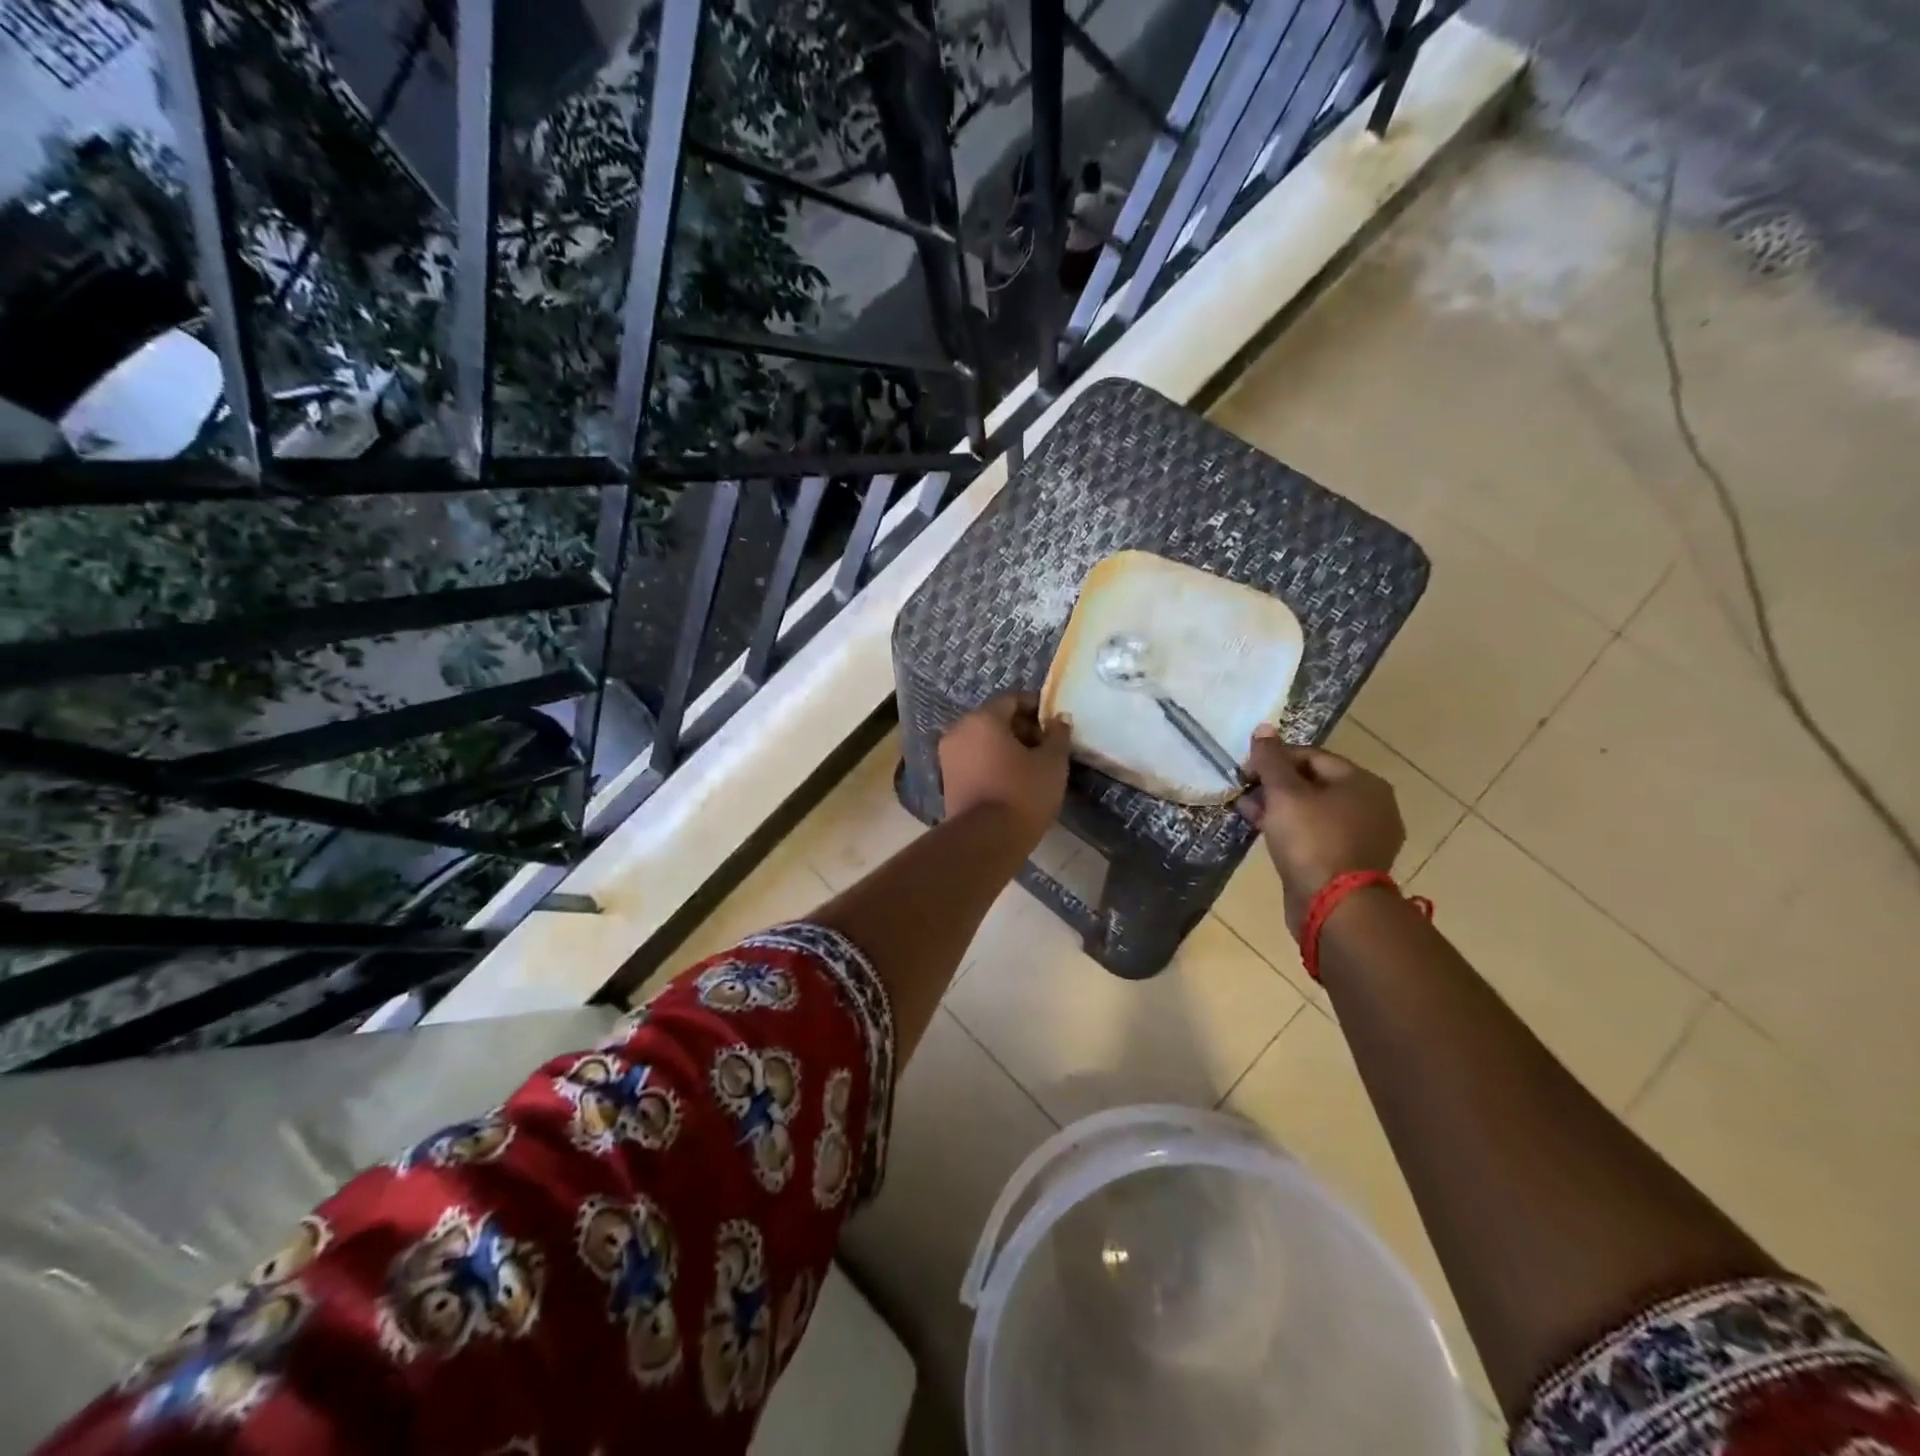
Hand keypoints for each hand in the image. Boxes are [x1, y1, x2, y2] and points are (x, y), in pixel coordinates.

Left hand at [939, 692, 1071, 846]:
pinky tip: (1011, 782)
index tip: (1054, 726)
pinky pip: (973, 760)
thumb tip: (1059, 720)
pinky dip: (991, 763)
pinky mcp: (947, 780)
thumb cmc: (1023, 793)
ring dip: (1006, 747)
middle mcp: (959, 730)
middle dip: (1021, 729)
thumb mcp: (1052, 763)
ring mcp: (948, 756)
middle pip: (994, 719)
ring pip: (982, 741)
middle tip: (1045, 749)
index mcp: (982, 718)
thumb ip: (1058, 735)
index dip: (1036, 708)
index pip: (1012, 699)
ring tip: (1031, 768)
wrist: (985, 840)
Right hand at [1243, 725, 1403, 931]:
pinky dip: (1294, 831)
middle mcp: (1372, 805)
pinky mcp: (1352, 862)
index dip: (1274, 760)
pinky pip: (1318, 835)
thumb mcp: (1284, 793)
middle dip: (1275, 786)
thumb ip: (1271, 760)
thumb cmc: (1311, 840)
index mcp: (1363, 782)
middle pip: (1314, 783)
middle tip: (1245, 795)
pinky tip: (1269, 836)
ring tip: (1249, 814)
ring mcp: (1365, 837)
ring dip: (1280, 809)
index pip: (1311, 756)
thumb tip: (1263, 728)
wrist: (1335, 906)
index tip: (1245, 773)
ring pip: (1314, 811)